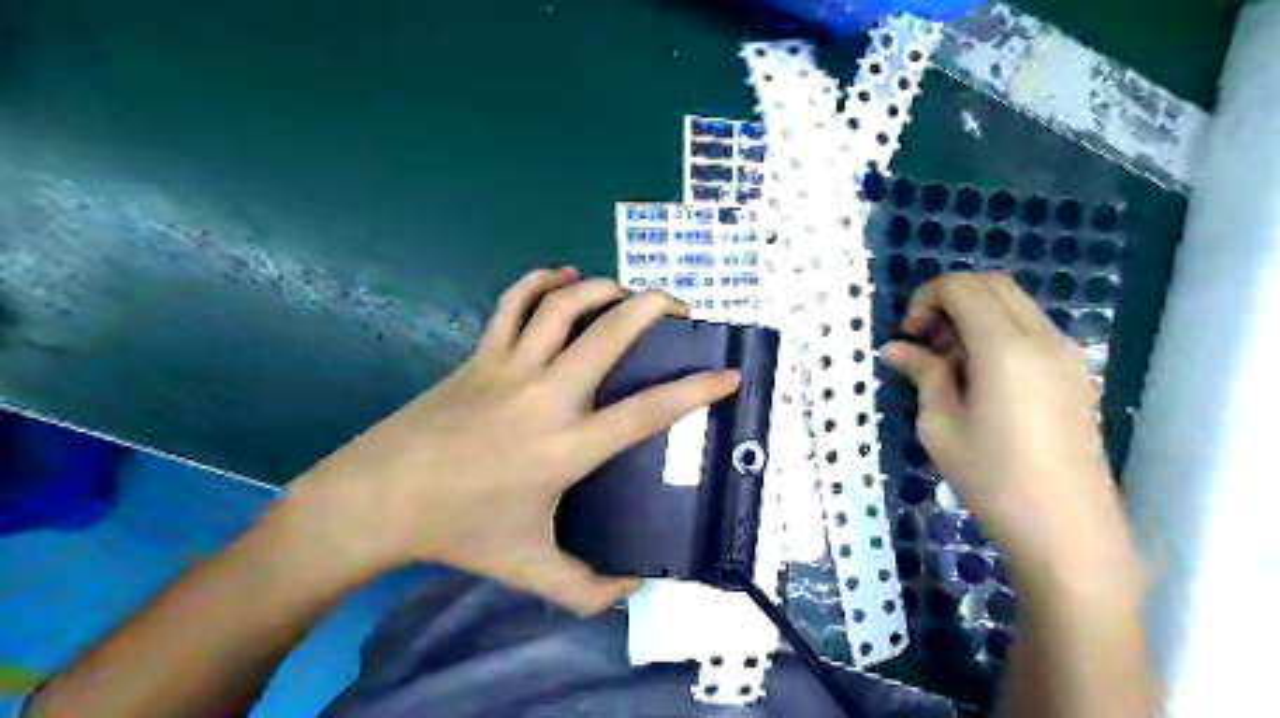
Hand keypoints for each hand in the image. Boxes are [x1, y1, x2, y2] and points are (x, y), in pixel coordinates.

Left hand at [279, 266, 741, 613]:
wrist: (380, 499)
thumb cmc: (459, 532)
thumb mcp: (528, 570)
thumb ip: (586, 589)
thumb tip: (633, 588)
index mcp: (564, 448)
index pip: (645, 412)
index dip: (695, 391)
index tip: (728, 376)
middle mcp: (544, 397)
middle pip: (608, 334)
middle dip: (652, 309)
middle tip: (679, 307)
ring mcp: (508, 368)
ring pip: (562, 306)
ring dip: (602, 288)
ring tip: (628, 292)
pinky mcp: (480, 355)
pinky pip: (513, 304)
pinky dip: (541, 281)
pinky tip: (563, 278)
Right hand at [888, 271, 1121, 568]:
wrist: (1068, 531)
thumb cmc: (993, 480)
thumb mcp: (940, 426)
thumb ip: (922, 374)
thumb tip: (895, 348)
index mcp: (1005, 348)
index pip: (962, 286)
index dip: (926, 298)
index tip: (909, 335)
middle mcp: (1042, 338)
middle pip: (992, 284)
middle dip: (949, 299)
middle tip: (924, 341)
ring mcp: (1066, 354)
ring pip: (1014, 303)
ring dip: (973, 314)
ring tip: (947, 361)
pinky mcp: (1074, 373)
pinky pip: (1031, 328)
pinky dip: (997, 331)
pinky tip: (978, 375)